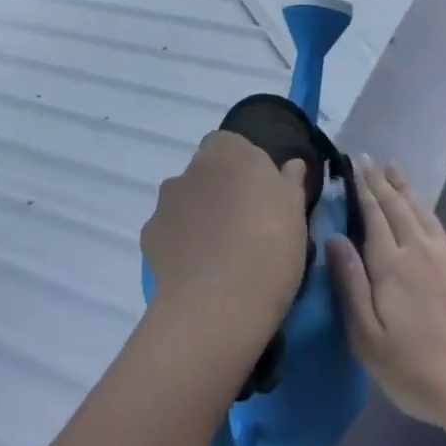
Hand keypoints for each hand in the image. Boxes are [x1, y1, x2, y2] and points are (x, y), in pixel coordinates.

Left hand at [141, 131, 308, 342]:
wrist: (219, 302)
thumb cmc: (270, 245)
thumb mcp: (296, 213)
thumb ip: (290, 183)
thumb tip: (291, 165)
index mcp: (232, 152)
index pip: (229, 143)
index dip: (242, 165)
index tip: (258, 192)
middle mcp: (194, 167)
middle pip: (205, 170)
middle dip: (218, 188)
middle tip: (242, 222)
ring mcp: (167, 200)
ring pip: (184, 199)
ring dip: (197, 214)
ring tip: (218, 251)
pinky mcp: (149, 233)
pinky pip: (168, 230)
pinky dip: (179, 242)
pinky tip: (196, 269)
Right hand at [328, 158, 445, 433]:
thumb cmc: (417, 372)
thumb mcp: (368, 339)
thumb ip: (351, 284)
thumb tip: (335, 238)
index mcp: (390, 266)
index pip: (372, 217)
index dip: (362, 189)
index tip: (354, 164)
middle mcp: (421, 251)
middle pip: (397, 208)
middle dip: (381, 182)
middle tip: (369, 159)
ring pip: (427, 213)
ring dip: (410, 189)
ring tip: (397, 168)